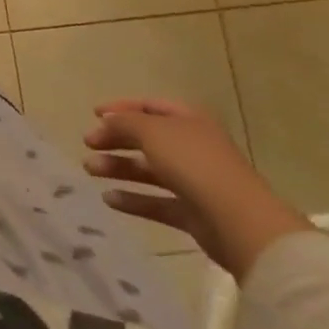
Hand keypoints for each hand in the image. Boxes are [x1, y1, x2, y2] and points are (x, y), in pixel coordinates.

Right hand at [84, 98, 310, 278]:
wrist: (240, 223)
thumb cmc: (194, 163)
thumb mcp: (152, 131)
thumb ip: (124, 123)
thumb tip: (106, 122)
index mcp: (188, 120)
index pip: (149, 106)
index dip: (121, 107)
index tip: (94, 114)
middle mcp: (191, 146)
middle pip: (146, 138)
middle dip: (115, 139)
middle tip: (88, 144)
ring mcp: (194, 181)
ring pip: (149, 170)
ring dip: (118, 168)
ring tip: (89, 170)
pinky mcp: (193, 214)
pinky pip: (157, 202)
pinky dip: (133, 200)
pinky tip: (109, 199)